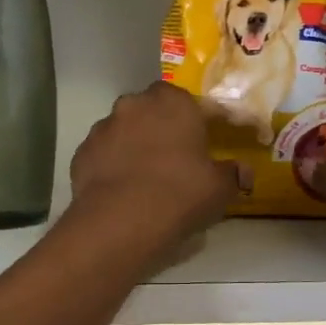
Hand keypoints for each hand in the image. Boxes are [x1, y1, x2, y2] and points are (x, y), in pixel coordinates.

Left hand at [67, 83, 241, 253]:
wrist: (120, 221)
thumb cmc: (180, 194)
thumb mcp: (219, 188)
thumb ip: (233, 174)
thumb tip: (243, 173)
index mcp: (173, 102)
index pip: (195, 104)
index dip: (204, 122)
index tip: (209, 142)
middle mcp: (135, 104)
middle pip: (153, 110)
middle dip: (164, 127)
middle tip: (176, 157)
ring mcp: (103, 127)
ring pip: (125, 129)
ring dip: (135, 144)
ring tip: (145, 175)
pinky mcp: (82, 152)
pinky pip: (104, 153)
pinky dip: (112, 164)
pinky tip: (121, 188)